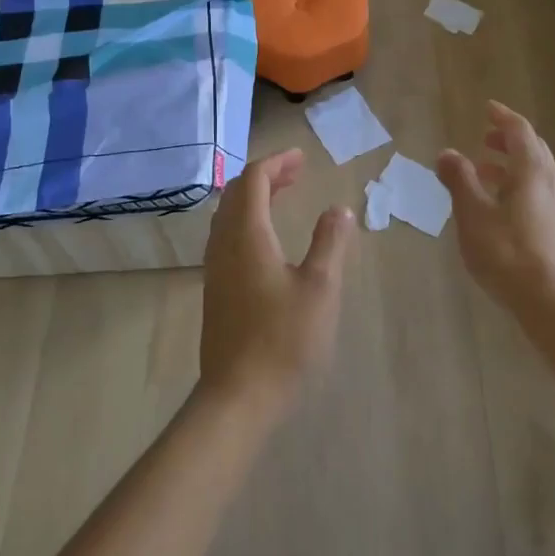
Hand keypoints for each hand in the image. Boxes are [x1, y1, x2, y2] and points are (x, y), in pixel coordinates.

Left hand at [200, 149, 354, 418]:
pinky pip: (227, 238)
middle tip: (296, 173)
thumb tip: (339, 210)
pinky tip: (268, 240)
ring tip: (283, 197)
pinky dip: (248, 222)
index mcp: (247, 237)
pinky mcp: (216, 292)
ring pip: (228, 217)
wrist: (239, 396)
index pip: (253, 181)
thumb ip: (330, 243)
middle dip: (265, 177)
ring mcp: (215, 270)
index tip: (302, 158)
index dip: (276, 163)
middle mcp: (224, 246)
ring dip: (254, 199)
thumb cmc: (284, 339)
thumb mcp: (320, 288)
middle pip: (236, 195)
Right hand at [439, 101, 554, 318]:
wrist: (553, 303)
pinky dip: (520, 185)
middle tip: (484, 139)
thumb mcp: (473, 216)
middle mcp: (553, 181)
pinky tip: (502, 206)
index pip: (520, 131)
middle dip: (508, 140)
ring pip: (538, 172)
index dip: (503, 118)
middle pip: (533, 149)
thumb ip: (460, 180)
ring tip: (484, 173)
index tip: (487, 109)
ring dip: (512, 165)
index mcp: (533, 171)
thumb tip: (446, 153)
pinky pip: (541, 192)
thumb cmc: (508, 254)